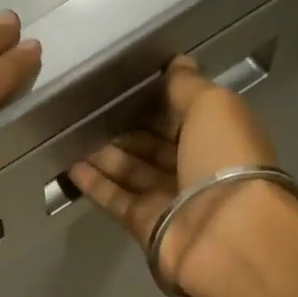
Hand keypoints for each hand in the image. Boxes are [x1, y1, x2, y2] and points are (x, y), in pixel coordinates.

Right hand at [69, 56, 297, 296]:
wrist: (223, 234)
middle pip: (157, 148)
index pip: (186, 118)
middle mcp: (197, 170)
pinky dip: (96, 184)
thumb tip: (177, 62)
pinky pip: (117, 200)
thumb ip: (188, 86)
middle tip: (93, 114)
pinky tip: (72, 167)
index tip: (129, 89)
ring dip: (106, 156)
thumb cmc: (225, 160)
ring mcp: (171, 201)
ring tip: (75, 137)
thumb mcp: (213, 106)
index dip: (160, 104)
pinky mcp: (146, 225)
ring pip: (134, 173)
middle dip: (128, 131)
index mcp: (221, 139)